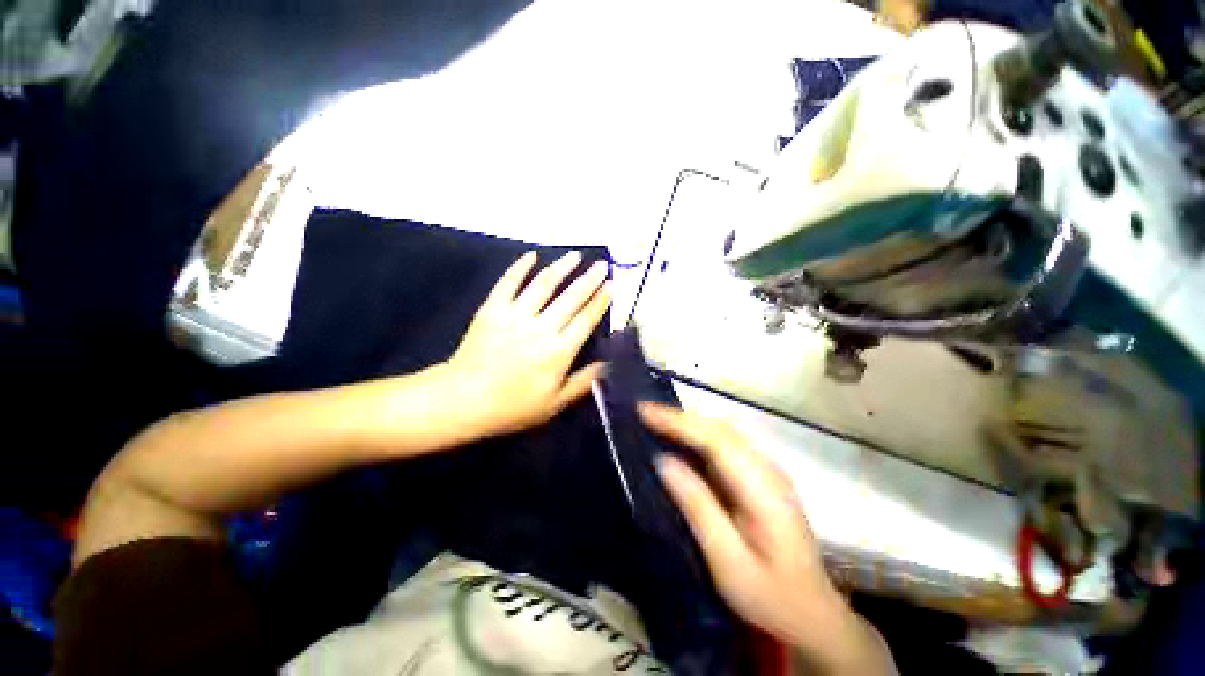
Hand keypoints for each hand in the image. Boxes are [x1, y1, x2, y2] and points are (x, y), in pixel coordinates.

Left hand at [446, 251, 611, 437]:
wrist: (463, 400)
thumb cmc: (513, 406)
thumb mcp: (555, 403)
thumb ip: (584, 382)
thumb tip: (609, 364)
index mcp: (558, 351)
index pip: (586, 319)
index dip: (601, 301)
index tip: (612, 285)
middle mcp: (541, 328)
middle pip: (571, 298)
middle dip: (589, 279)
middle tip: (602, 265)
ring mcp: (515, 315)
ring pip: (543, 284)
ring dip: (562, 267)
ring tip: (576, 256)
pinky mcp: (492, 309)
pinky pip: (508, 282)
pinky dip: (520, 267)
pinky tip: (532, 255)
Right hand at [640, 403, 839, 640]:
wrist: (813, 615)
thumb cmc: (770, 596)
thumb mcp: (727, 561)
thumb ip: (697, 506)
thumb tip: (663, 461)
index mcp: (763, 488)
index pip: (716, 440)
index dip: (678, 422)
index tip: (644, 411)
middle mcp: (767, 469)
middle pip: (720, 429)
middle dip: (679, 417)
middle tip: (643, 412)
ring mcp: (767, 471)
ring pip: (722, 432)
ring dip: (688, 423)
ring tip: (655, 421)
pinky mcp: (760, 478)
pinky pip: (725, 445)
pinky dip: (698, 436)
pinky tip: (681, 441)